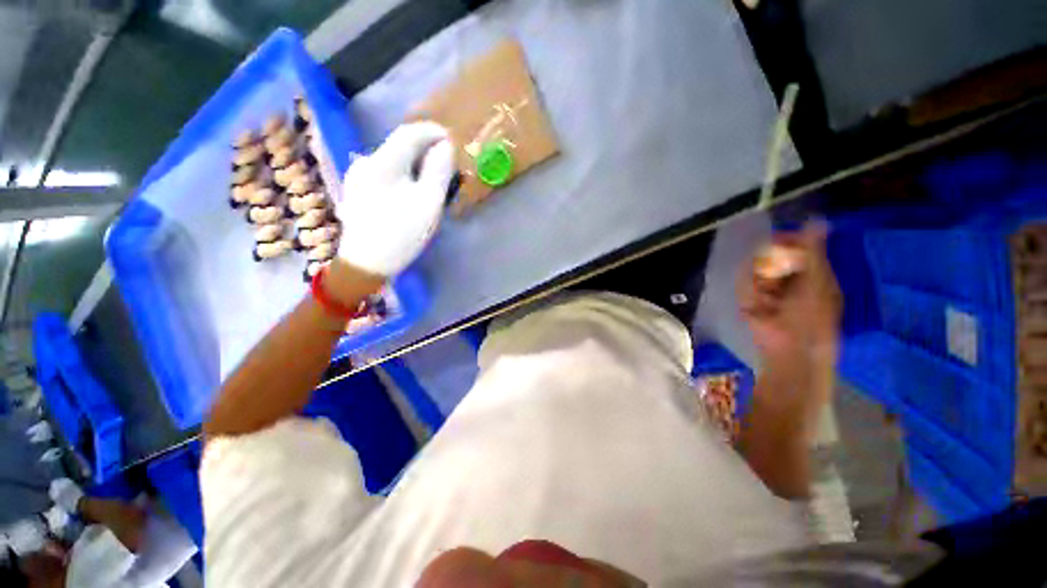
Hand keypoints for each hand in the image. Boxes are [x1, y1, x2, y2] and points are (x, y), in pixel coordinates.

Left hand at [335, 122, 454, 277]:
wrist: (365, 263)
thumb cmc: (401, 234)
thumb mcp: (428, 204)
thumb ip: (438, 172)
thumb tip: (444, 147)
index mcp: (383, 163)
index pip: (409, 133)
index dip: (432, 132)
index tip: (451, 140)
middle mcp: (366, 162)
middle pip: (400, 146)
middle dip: (425, 150)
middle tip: (446, 167)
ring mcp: (358, 175)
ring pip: (393, 160)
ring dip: (415, 164)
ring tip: (433, 181)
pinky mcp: (357, 189)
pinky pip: (386, 172)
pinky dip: (403, 175)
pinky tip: (411, 192)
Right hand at [739, 220, 841, 370]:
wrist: (790, 349)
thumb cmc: (812, 316)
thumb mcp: (817, 280)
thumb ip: (814, 251)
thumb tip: (818, 219)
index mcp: (813, 274)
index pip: (797, 248)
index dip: (787, 241)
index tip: (775, 239)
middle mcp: (790, 280)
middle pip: (773, 258)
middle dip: (770, 266)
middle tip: (773, 279)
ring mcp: (768, 291)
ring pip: (756, 272)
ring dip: (760, 283)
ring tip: (768, 300)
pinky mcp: (750, 302)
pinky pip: (745, 287)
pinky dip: (750, 295)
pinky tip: (759, 306)